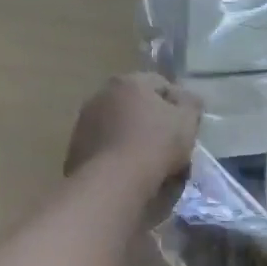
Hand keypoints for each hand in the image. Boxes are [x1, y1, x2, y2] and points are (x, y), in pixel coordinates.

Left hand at [64, 73, 201, 191]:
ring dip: (133, 138)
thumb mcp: (187, 121)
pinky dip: (117, 155)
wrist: (113, 183)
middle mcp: (101, 95)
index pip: (161, 84)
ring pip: (119, 126)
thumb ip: (191, 104)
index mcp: (128, 82)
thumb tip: (187, 100)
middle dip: (152, 120)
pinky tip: (129, 173)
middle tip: (169, 144)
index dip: (178, 104)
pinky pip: (106, 147)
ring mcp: (84, 122)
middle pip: (136, 105)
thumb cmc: (155, 145)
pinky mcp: (75, 149)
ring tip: (149, 163)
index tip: (187, 126)